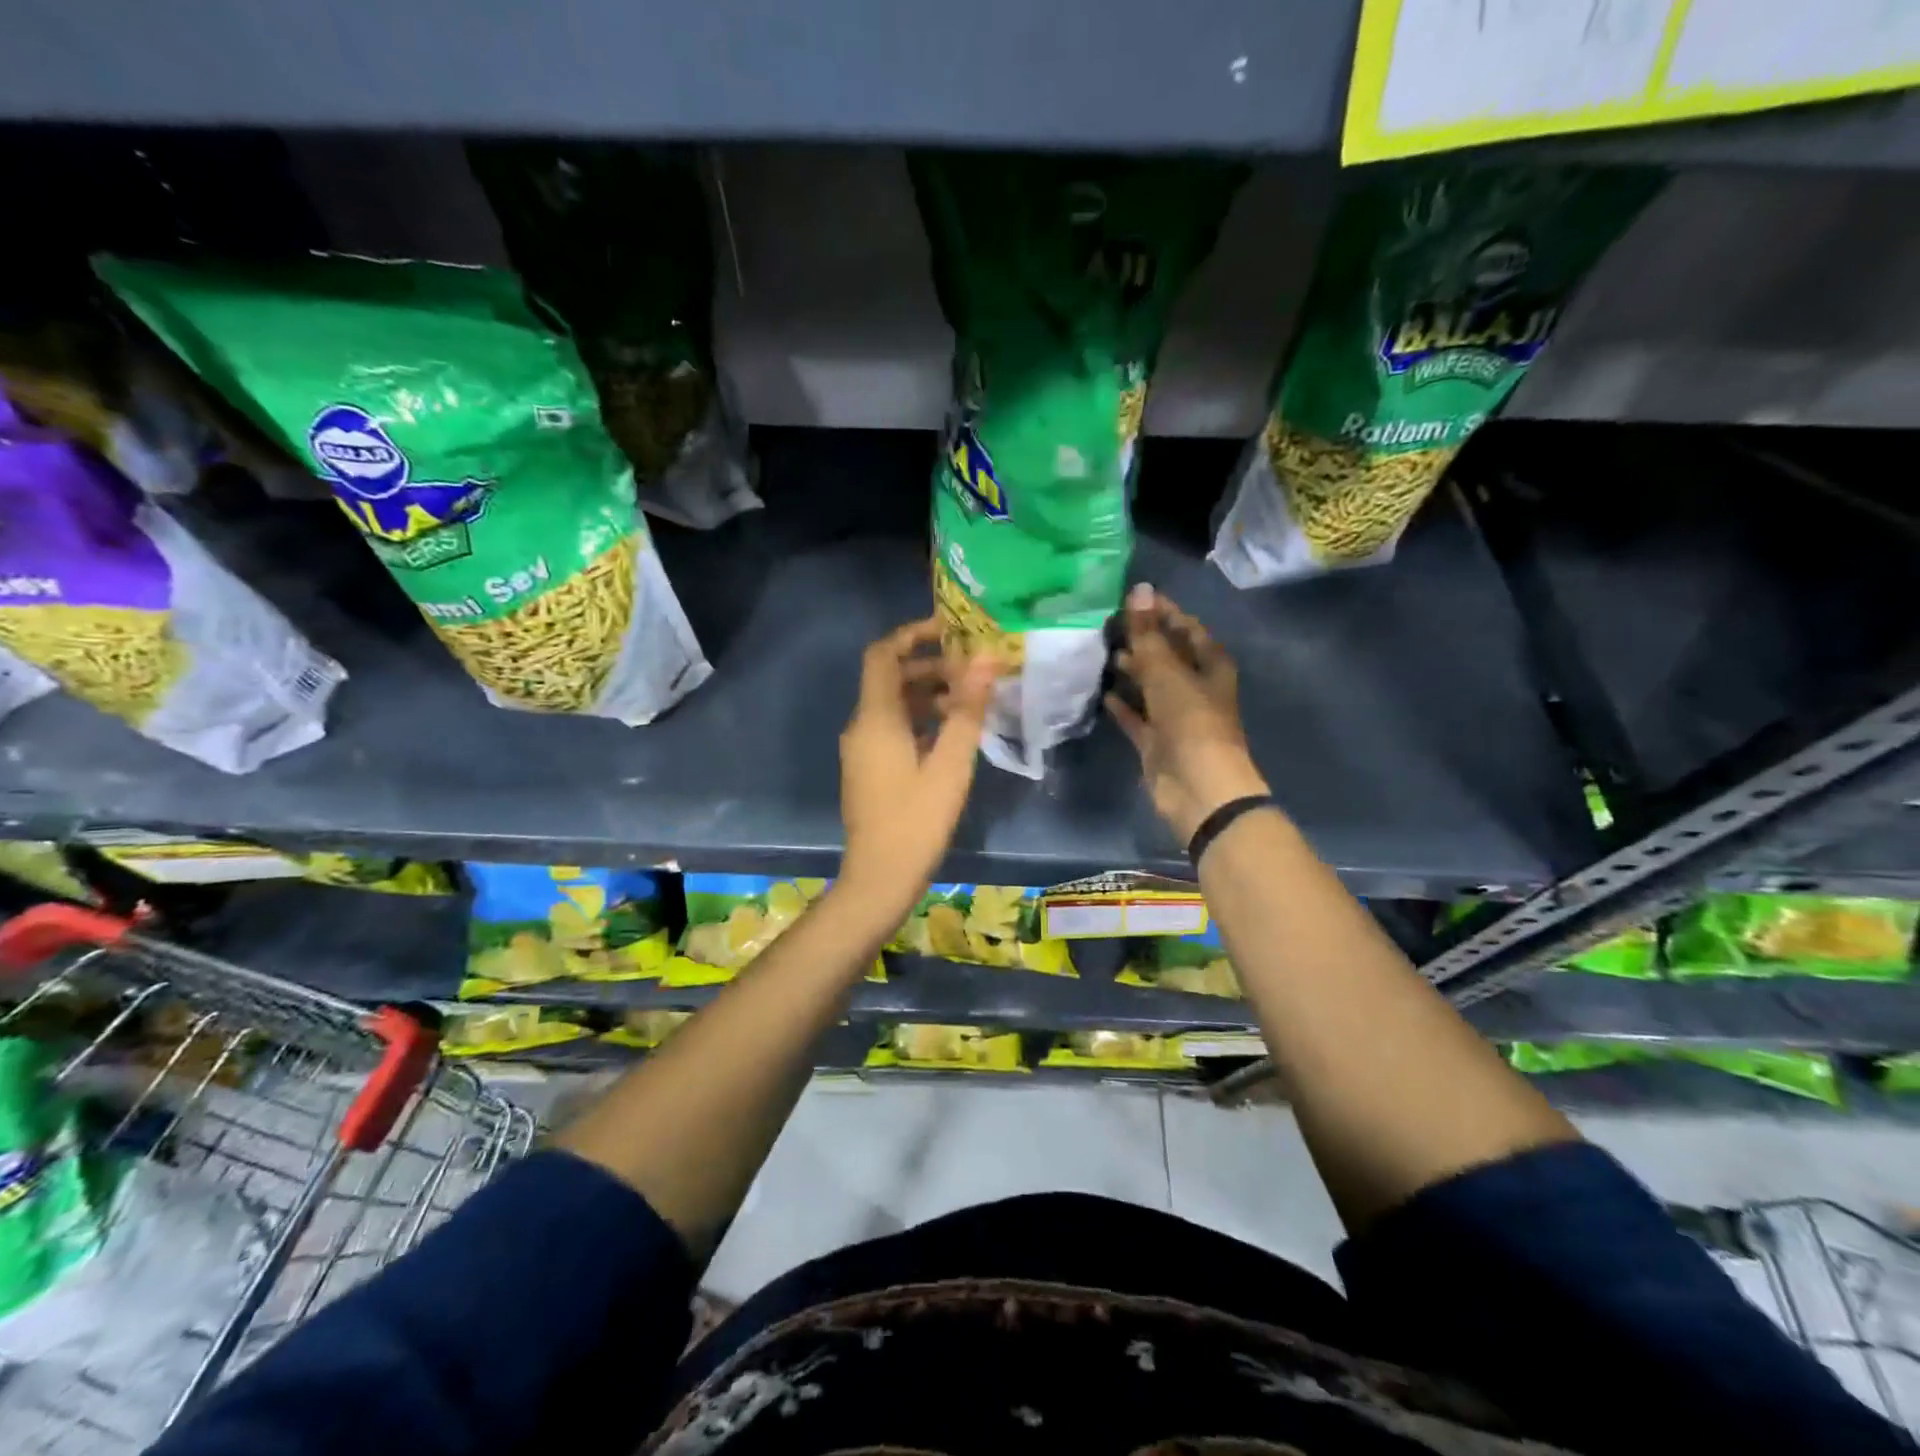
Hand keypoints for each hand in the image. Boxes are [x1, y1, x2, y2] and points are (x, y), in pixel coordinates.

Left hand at [838, 618, 1000, 923]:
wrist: (879, 877)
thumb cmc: (917, 819)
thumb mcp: (951, 763)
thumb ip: (967, 709)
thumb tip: (986, 659)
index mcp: (876, 717)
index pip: (884, 654)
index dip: (913, 634)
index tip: (950, 629)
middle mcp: (861, 726)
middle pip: (891, 678)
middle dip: (930, 667)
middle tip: (973, 670)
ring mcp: (862, 749)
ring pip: (893, 705)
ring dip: (928, 695)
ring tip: (970, 701)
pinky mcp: (869, 769)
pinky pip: (892, 728)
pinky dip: (920, 720)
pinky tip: (952, 734)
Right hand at [1106, 583, 1270, 843]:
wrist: (1197, 787)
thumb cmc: (1191, 721)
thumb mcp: (1167, 672)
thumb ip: (1148, 633)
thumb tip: (1139, 589)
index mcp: (1210, 665)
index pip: (1187, 628)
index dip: (1163, 612)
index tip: (1133, 597)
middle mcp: (1195, 687)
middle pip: (1167, 655)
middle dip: (1142, 639)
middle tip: (1106, 622)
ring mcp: (1175, 716)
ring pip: (1150, 685)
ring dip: (1131, 669)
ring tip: (1100, 650)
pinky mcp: (1156, 741)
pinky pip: (1137, 716)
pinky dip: (1123, 705)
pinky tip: (1102, 692)